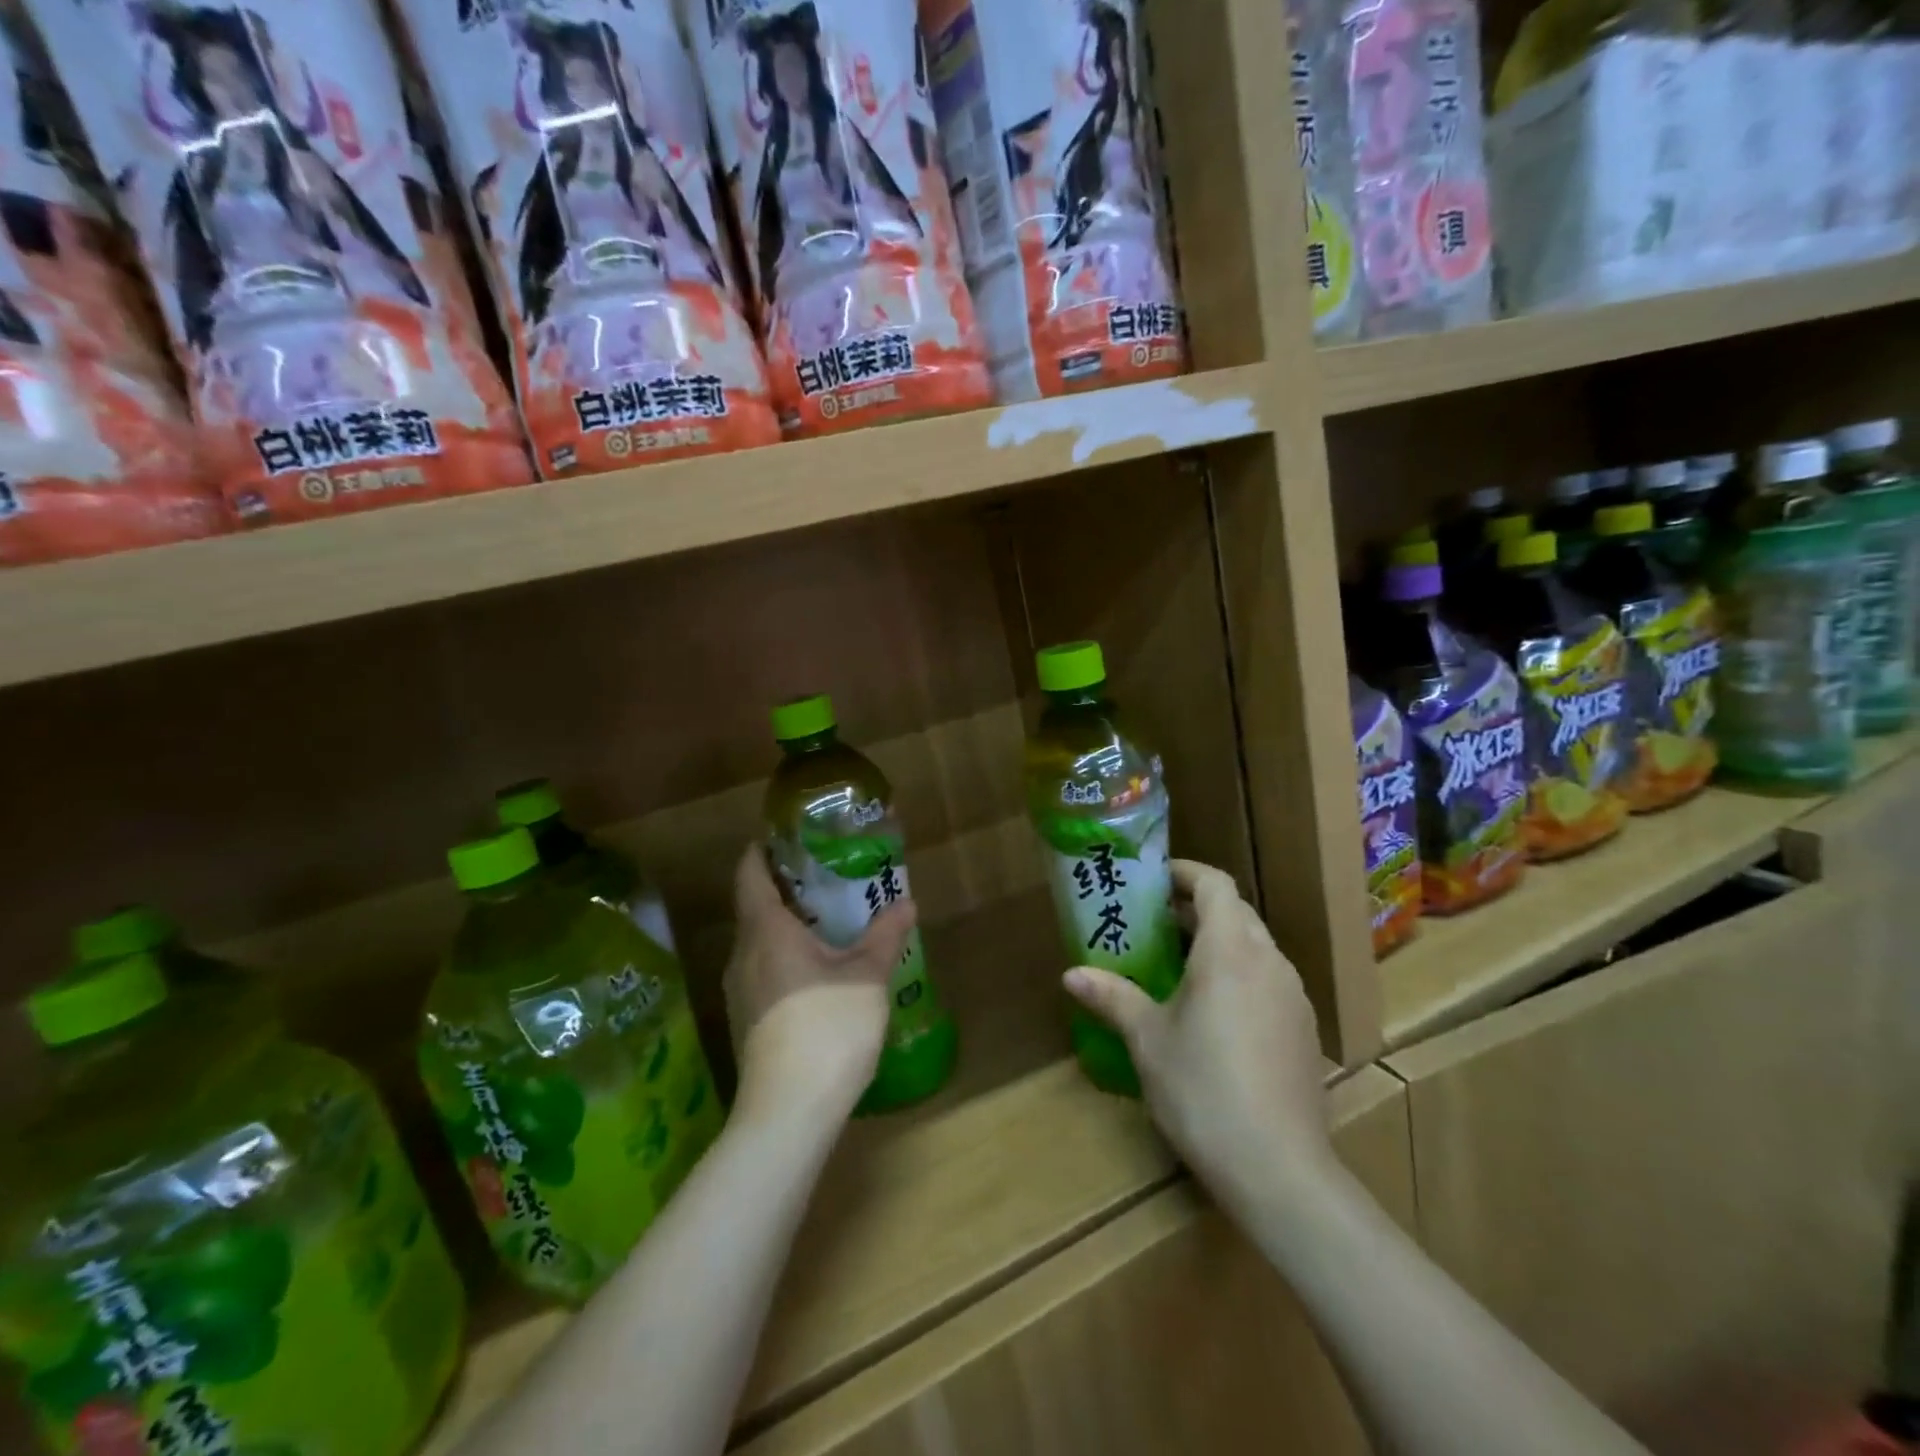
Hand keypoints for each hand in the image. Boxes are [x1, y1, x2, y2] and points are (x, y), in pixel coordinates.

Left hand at [723, 845, 915, 1124]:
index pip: (750, 874)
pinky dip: (785, 955)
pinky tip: (818, 969)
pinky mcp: (747, 1020)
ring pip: (759, 941)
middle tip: (825, 875)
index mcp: (766, 931)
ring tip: (828, 919)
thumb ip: (885, 936)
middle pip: (754, 906)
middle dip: (785, 887)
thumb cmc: (827, 1027)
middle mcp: (743, 954)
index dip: (762, 850)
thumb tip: (906, 902)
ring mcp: (740, 991)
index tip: (788, 837)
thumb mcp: (867, 977)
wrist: (788, 1112)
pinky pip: (763, 969)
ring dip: (787, 925)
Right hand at [1062, 859, 1329, 1211]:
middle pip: (1236, 912)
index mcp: (1229, 950)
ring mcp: (1294, 996)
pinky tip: (1216, 1014)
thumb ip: (1112, 996)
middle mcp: (1269, 961)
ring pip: (1256, 947)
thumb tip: (1071, 974)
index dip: (1185, 873)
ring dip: (1220, 942)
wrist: (1279, 1169)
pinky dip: (1240, 975)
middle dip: (1196, 909)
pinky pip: (1269, 981)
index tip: (1153, 881)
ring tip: (1180, 967)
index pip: (1214, 884)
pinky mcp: (1305, 1030)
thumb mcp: (1147, 1039)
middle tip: (1155, 924)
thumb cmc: (1202, 1088)